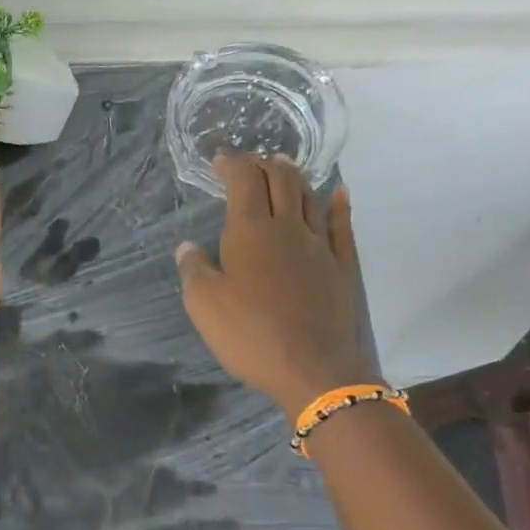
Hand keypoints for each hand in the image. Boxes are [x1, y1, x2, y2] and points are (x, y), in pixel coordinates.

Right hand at [176, 153, 376, 415]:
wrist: (312, 369)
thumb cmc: (249, 335)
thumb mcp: (203, 305)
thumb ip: (194, 270)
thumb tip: (188, 246)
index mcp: (250, 232)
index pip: (244, 182)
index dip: (232, 164)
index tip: (219, 160)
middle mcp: (288, 228)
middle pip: (281, 180)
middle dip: (264, 164)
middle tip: (250, 163)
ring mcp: (320, 246)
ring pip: (311, 197)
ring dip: (296, 178)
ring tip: (284, 169)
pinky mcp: (341, 267)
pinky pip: (342, 226)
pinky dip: (338, 205)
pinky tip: (337, 194)